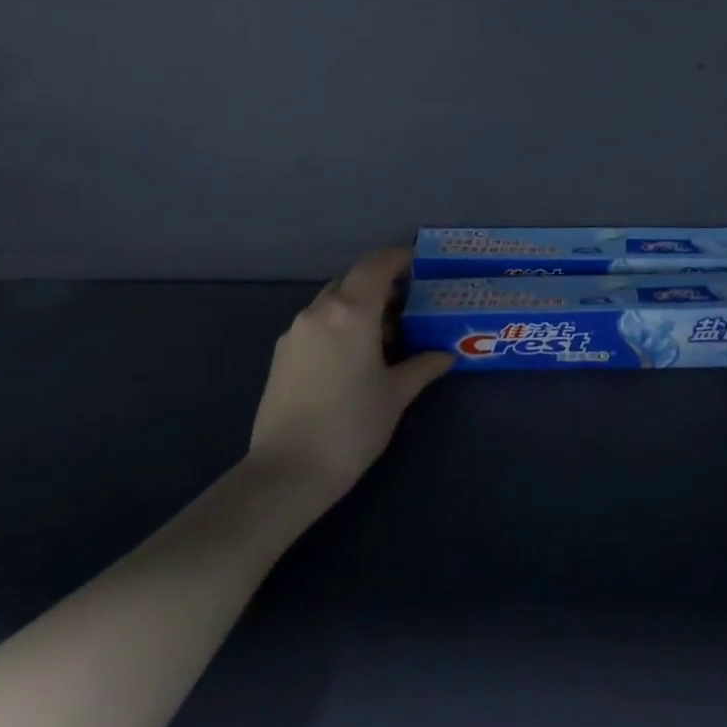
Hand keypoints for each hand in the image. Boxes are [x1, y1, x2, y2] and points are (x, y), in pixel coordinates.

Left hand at [247, 247, 452, 501]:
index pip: (376, 265)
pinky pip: (316, 322)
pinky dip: (337, 324)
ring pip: (331, 301)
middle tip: (407, 304)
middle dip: (379, 284)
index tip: (417, 261)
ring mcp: (295, 331)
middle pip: (352, 280)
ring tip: (383, 334)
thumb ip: (422, 367)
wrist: (288, 470)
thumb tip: (444, 355)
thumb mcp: (395, 395)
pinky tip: (352, 355)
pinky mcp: (281, 353)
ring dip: (357, 305)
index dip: (398, 257)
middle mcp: (319, 311)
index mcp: (351, 312)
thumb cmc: (352, 426)